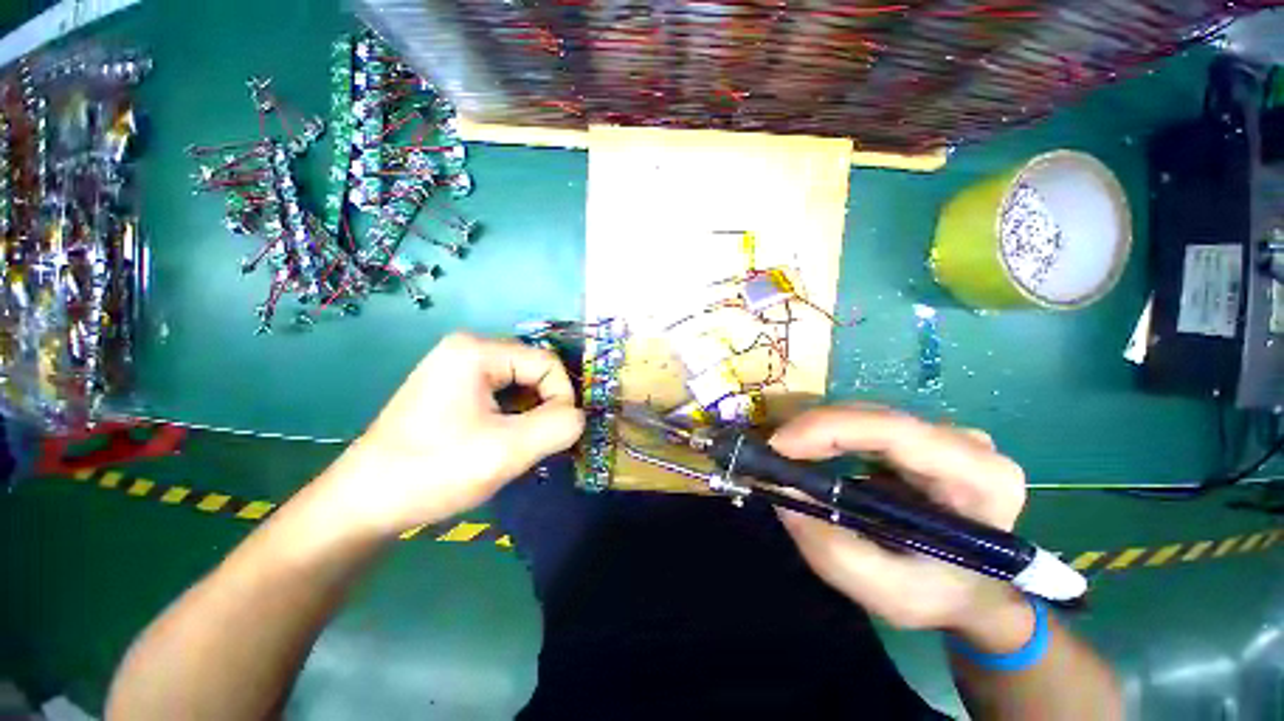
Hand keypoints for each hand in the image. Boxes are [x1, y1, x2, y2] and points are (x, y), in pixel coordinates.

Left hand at [319, 333, 584, 535]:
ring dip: (530, 415)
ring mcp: (458, 367)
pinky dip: (514, 417)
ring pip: (521, 385)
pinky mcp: (454, 388)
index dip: (562, 398)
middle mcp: (468, 348)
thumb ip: (559, 426)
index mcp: (477, 350)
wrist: (364, 504)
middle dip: (545, 408)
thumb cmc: (434, 471)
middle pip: (535, 371)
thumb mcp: (508, 450)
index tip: (554, 437)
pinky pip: (503, 394)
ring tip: (517, 447)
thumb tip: (579, 416)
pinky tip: (501, 442)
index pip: (548, 362)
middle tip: (535, 445)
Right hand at [770, 405, 1033, 650]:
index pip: (893, 431)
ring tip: (786, 459)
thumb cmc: (942, 596)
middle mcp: (966, 442)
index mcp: (978, 477)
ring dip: (817, 434)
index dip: (827, 429)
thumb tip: (781, 490)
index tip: (777, 447)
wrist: (976, 592)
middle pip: (872, 417)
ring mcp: (943, 434)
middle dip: (812, 432)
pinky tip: (811, 457)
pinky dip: (828, 438)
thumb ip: (832, 549)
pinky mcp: (920, 436)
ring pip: (862, 417)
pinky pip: (862, 425)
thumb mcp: (888, 592)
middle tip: (772, 456)